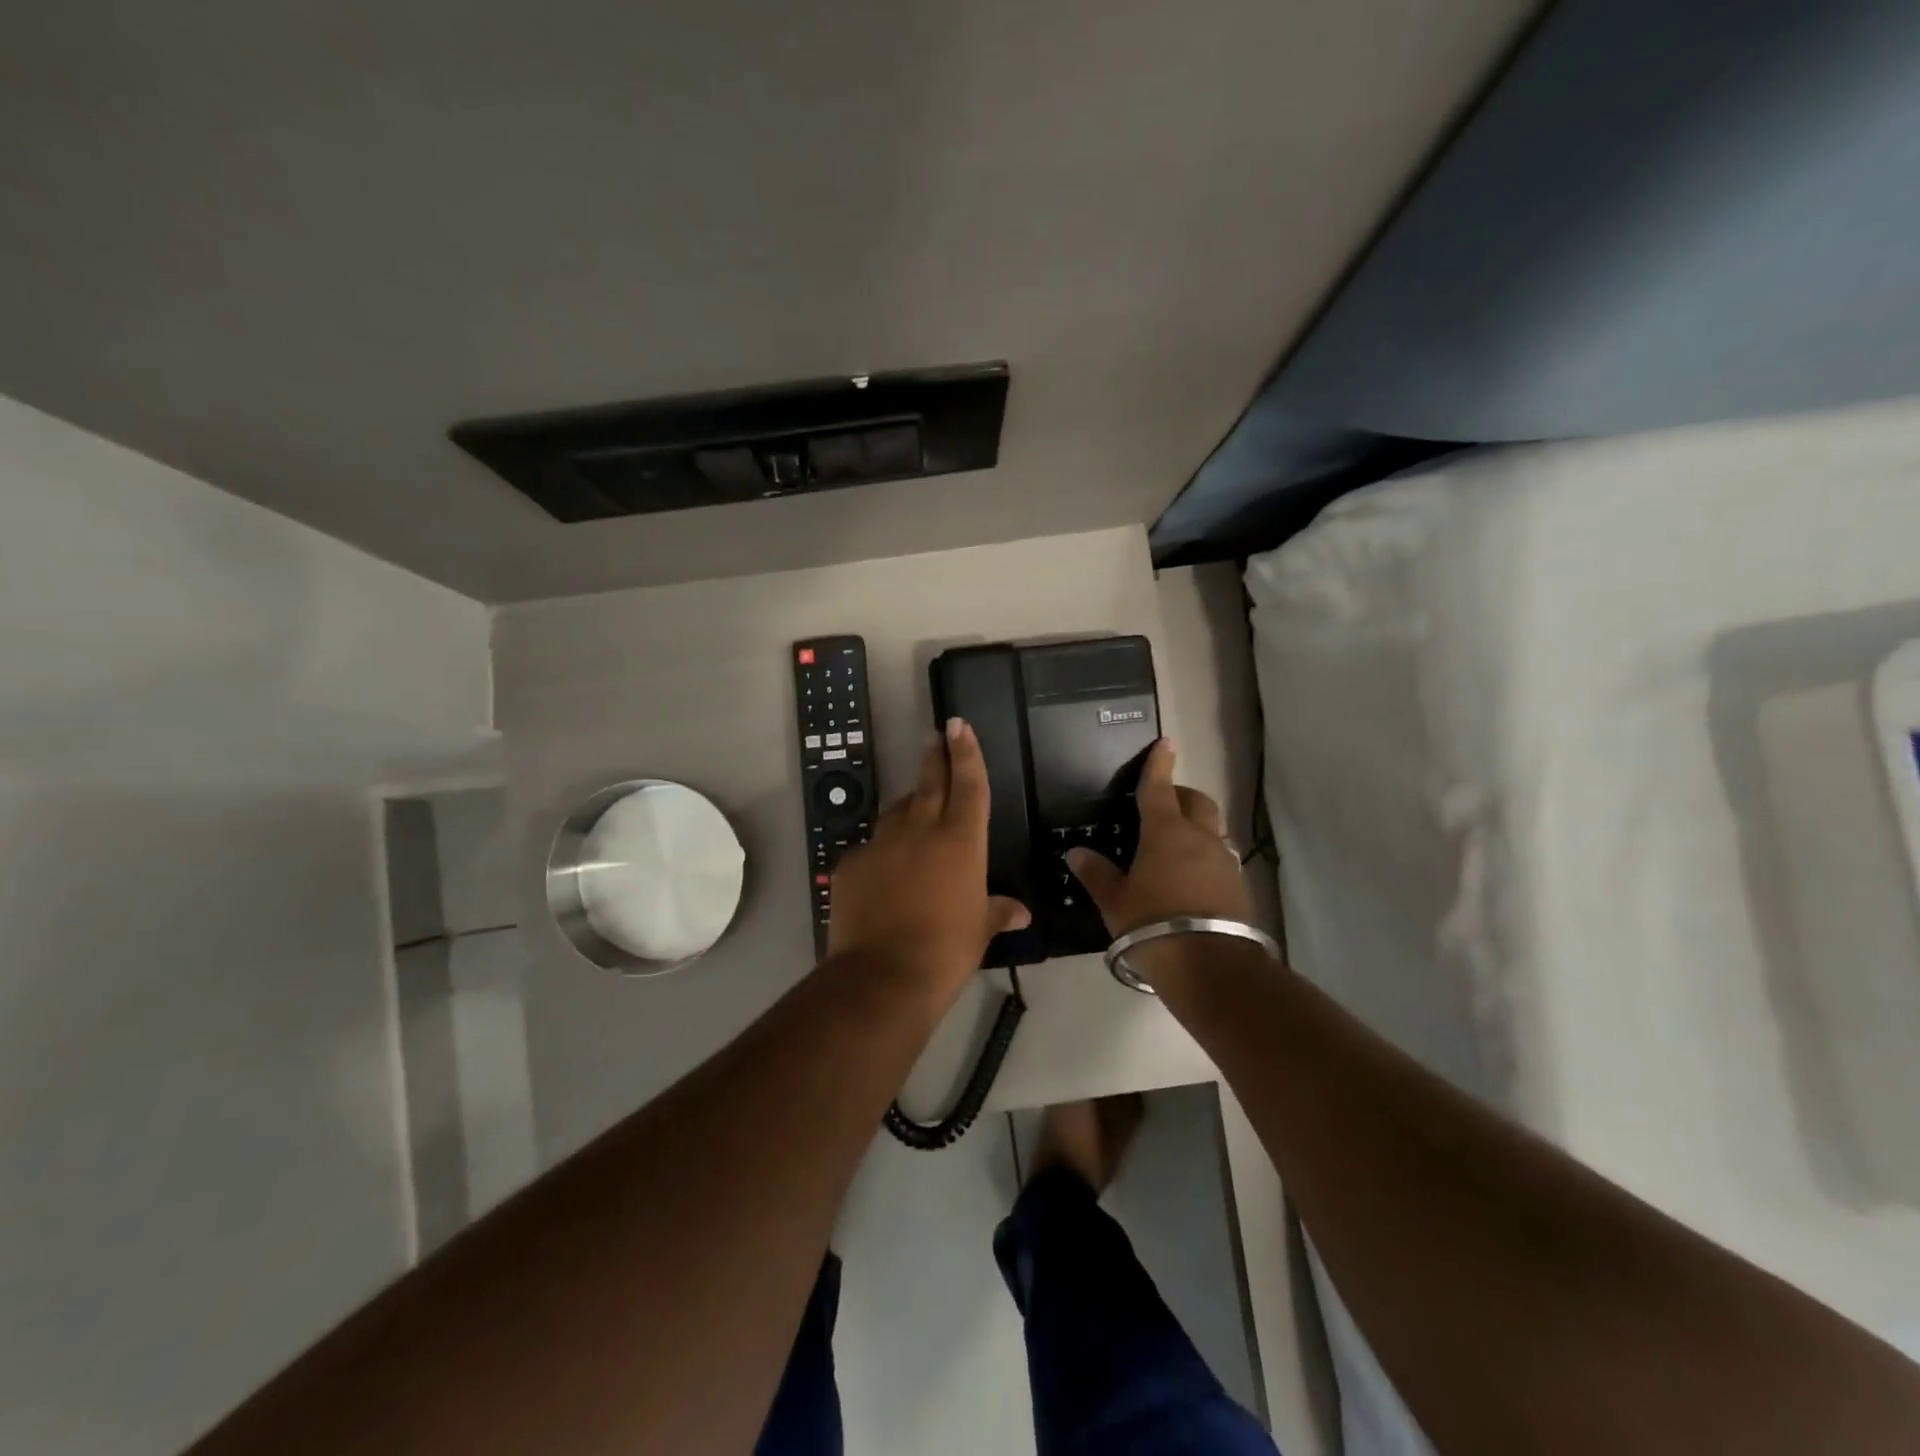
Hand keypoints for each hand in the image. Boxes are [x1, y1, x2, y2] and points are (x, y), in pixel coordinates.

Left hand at [827, 718, 1030, 1000]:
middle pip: (929, 782)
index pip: (968, 785)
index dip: (966, 752)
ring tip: (915, 811)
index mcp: (960, 841)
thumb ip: (998, 912)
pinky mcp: (851, 863)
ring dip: (909, 806)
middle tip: (936, 734)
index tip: (958, 725)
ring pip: (897, 812)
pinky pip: (871, 848)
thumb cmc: (946, 951)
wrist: (882, 976)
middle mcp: (920, 831)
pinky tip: (886, 872)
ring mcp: (881, 844)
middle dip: (935, 756)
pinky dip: (883, 852)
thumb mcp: (979, 931)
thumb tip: (1021, 913)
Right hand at [1066, 738, 1252, 934]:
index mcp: (1166, 833)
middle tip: (1165, 803)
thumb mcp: (1116, 903)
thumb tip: (1077, 853)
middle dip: (1182, 795)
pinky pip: (1221, 859)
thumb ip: (1097, 875)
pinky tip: (1192, 879)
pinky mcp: (1239, 887)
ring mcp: (1225, 862)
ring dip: (1197, 828)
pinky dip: (1206, 857)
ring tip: (1177, 846)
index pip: (1160, 788)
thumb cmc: (1153, 925)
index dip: (1160, 764)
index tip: (1166, 743)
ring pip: (1213, 830)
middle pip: (1197, 802)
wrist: (1211, 967)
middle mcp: (1200, 839)